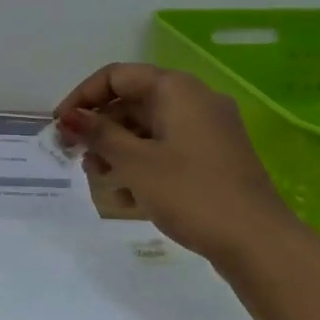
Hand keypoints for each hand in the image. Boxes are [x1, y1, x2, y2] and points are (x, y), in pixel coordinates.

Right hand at [55, 64, 290, 261]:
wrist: (259, 243)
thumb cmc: (191, 193)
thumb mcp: (135, 162)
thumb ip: (99, 134)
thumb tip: (70, 117)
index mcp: (176, 89)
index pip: (117, 76)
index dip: (82, 97)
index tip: (60, 125)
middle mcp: (194, 100)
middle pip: (133, 101)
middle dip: (99, 126)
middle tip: (73, 153)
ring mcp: (208, 130)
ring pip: (149, 128)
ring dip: (117, 148)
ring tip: (95, 176)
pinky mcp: (214, 159)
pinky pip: (168, 149)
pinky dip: (143, 164)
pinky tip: (125, 196)